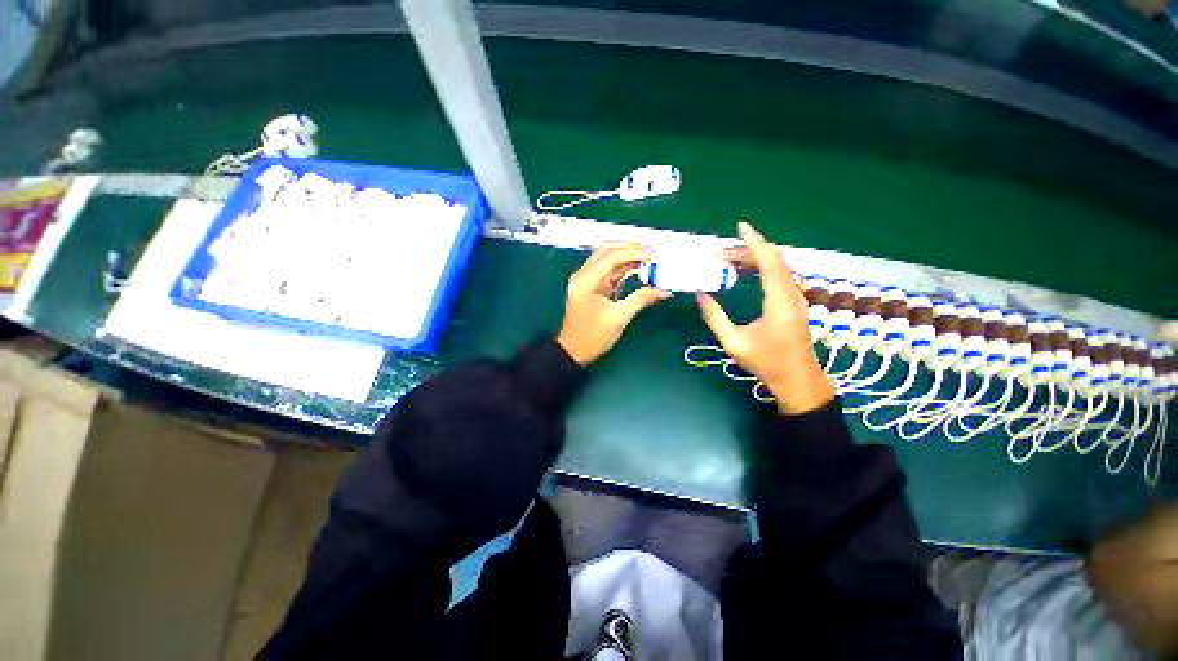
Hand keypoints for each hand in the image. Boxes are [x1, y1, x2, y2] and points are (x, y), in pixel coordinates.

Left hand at [557, 243, 671, 365]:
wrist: (574, 351)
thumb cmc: (593, 337)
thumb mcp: (619, 318)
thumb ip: (641, 299)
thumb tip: (664, 290)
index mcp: (585, 281)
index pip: (611, 257)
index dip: (634, 253)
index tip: (654, 255)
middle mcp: (583, 275)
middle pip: (607, 250)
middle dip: (630, 248)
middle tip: (653, 251)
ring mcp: (586, 279)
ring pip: (608, 258)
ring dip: (628, 256)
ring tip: (649, 257)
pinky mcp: (592, 285)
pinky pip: (609, 269)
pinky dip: (624, 267)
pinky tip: (639, 267)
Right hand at [696, 222, 833, 414]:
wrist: (797, 379)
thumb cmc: (766, 363)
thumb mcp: (734, 343)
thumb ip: (715, 318)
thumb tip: (701, 295)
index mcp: (779, 303)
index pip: (770, 263)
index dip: (755, 243)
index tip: (741, 228)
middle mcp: (792, 295)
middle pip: (775, 261)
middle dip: (749, 251)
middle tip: (723, 253)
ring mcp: (797, 298)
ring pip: (779, 267)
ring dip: (756, 259)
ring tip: (731, 261)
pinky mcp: (795, 303)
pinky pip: (780, 276)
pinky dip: (764, 268)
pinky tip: (748, 273)